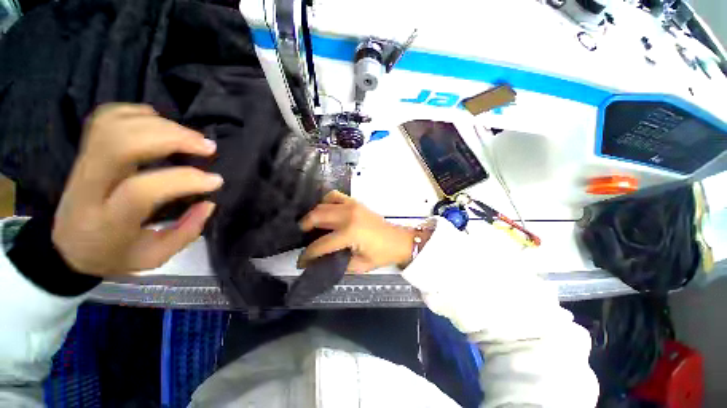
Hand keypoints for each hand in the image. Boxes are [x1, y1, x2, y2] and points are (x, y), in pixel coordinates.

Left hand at [52, 104, 222, 275]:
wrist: (65, 244)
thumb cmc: (113, 254)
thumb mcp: (154, 257)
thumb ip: (186, 232)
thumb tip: (209, 202)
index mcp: (106, 221)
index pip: (141, 190)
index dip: (183, 180)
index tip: (216, 180)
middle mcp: (88, 187)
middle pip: (122, 145)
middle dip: (171, 138)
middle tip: (207, 147)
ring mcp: (82, 163)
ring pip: (116, 126)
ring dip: (161, 125)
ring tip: (192, 136)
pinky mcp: (85, 150)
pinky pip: (105, 118)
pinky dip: (136, 112)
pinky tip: (159, 121)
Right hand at [298, 191, 415, 272]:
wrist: (398, 240)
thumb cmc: (381, 254)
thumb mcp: (359, 266)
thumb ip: (337, 264)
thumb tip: (319, 262)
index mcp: (350, 233)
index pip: (321, 244)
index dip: (308, 255)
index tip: (301, 262)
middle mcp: (348, 215)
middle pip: (316, 217)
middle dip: (304, 228)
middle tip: (303, 239)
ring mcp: (351, 205)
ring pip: (322, 205)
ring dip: (313, 215)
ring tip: (312, 226)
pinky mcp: (355, 202)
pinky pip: (335, 196)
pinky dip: (326, 201)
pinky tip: (326, 211)